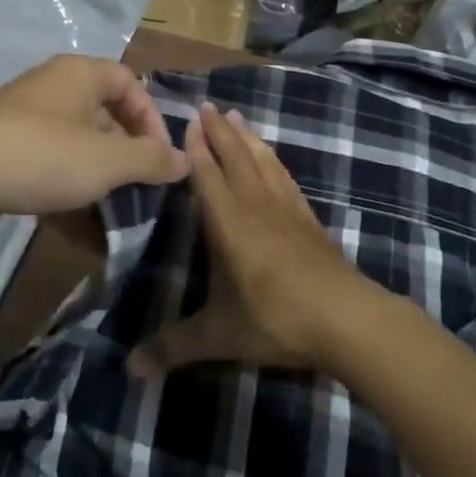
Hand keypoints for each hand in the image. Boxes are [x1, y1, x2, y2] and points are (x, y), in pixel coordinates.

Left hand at [0, 55, 189, 232]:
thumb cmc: (40, 156)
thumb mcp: (106, 160)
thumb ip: (150, 159)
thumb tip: (185, 160)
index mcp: (78, 74)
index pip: (129, 83)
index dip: (151, 118)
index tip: (160, 158)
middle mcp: (52, 88)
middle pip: (104, 113)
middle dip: (127, 150)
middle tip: (140, 186)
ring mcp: (25, 119)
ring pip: (78, 142)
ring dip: (99, 172)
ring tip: (114, 206)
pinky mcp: (6, 150)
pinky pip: (50, 162)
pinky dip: (68, 184)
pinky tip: (78, 217)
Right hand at [130, 103, 374, 377]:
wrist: (348, 320)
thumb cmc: (277, 320)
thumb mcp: (220, 336)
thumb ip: (174, 348)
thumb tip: (127, 370)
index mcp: (229, 224)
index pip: (208, 176)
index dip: (196, 149)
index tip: (187, 122)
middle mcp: (256, 207)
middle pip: (235, 159)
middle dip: (219, 133)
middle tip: (208, 106)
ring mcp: (287, 211)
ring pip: (263, 162)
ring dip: (248, 139)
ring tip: (237, 117)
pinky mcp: (310, 221)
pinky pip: (286, 179)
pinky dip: (274, 161)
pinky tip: (273, 158)